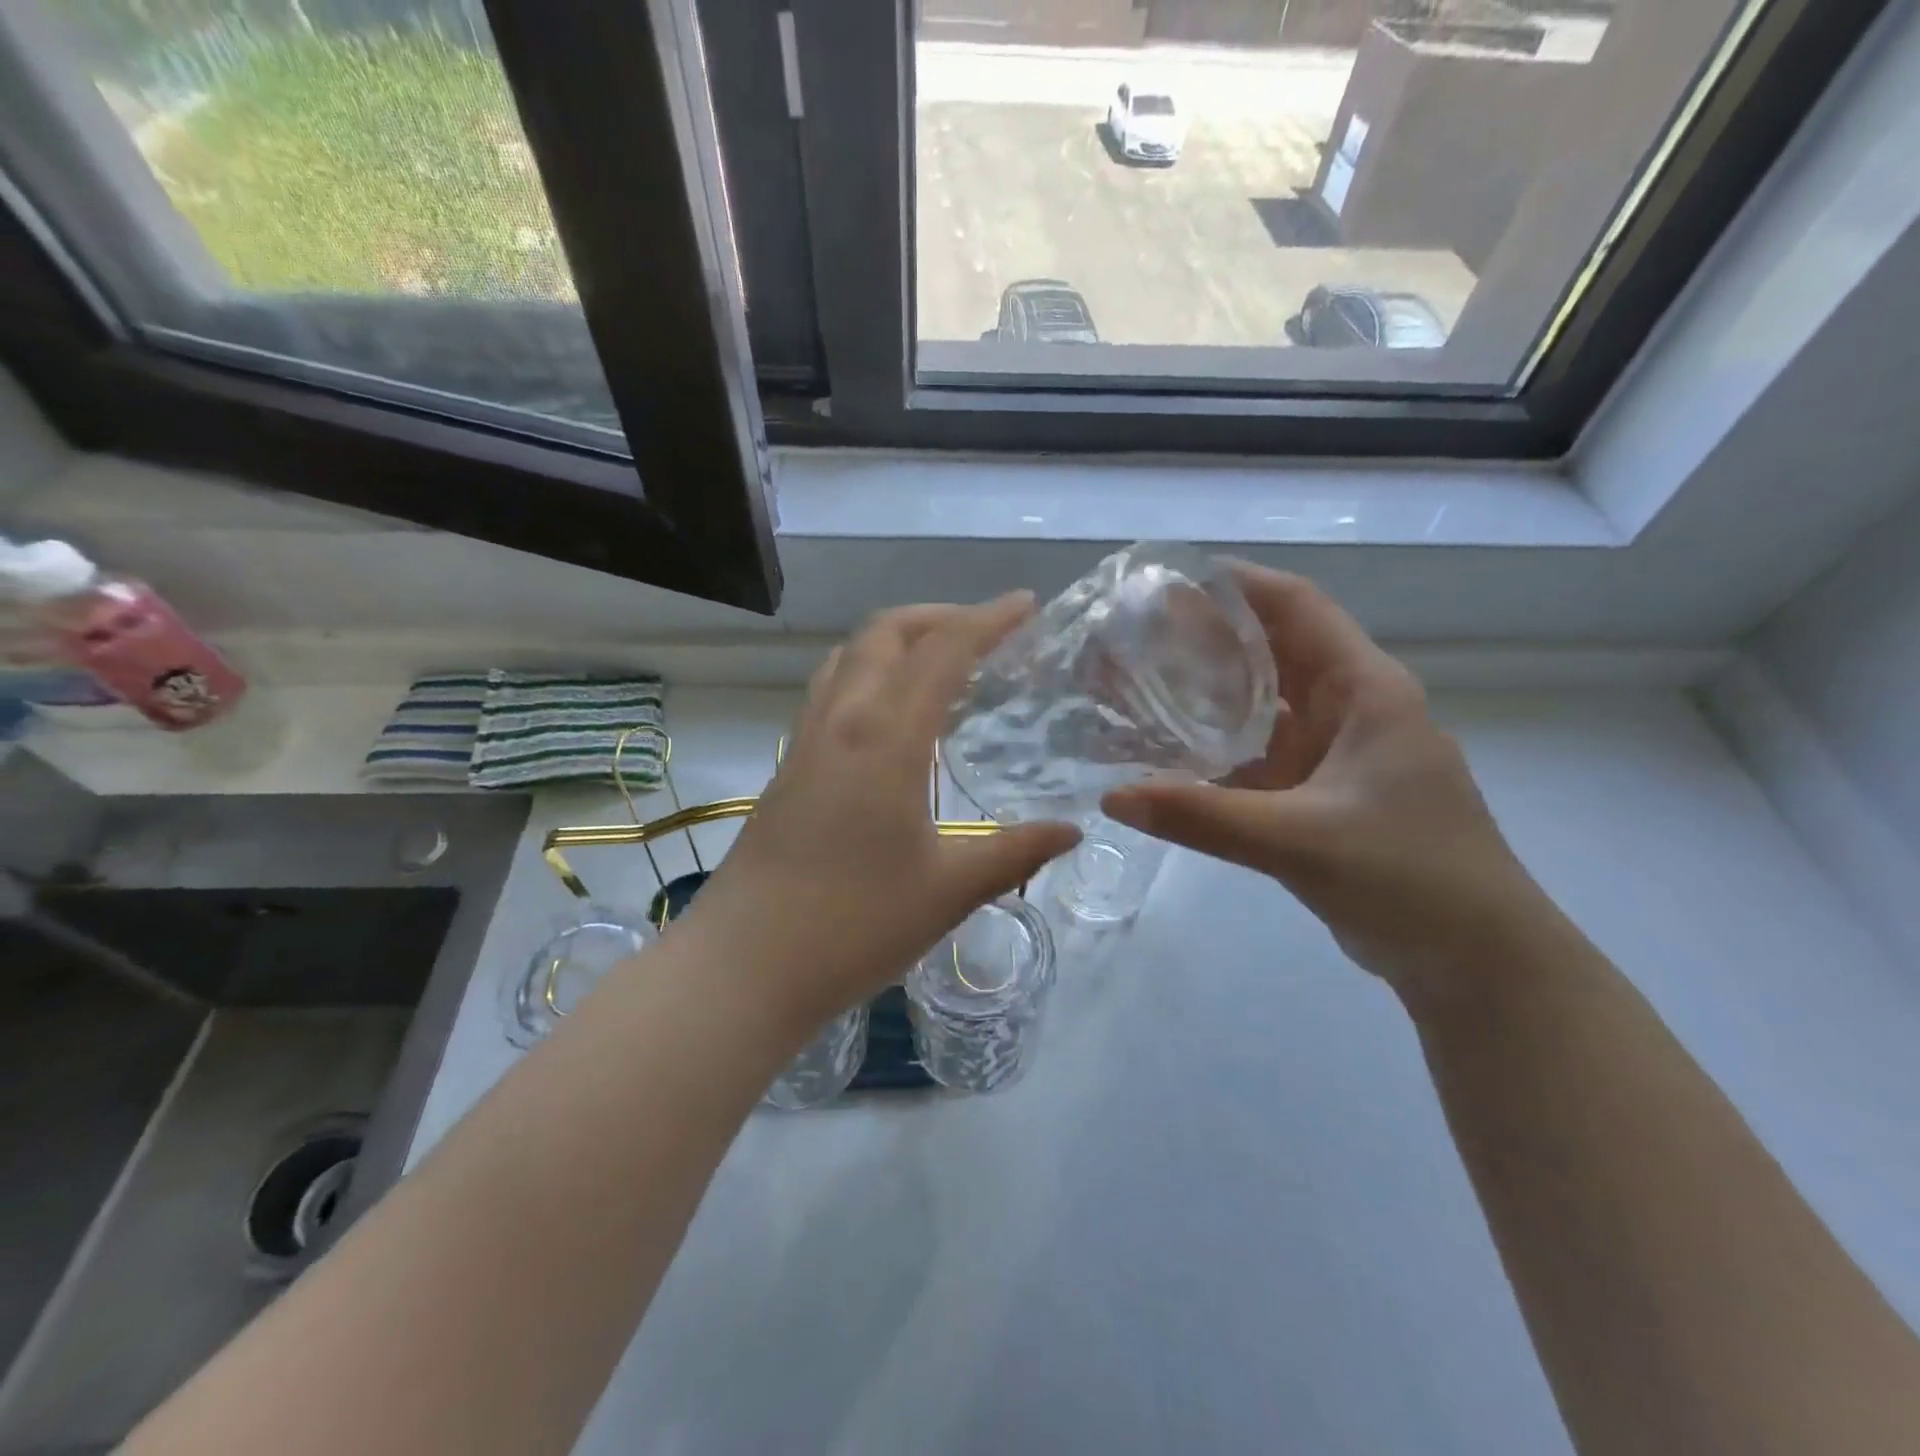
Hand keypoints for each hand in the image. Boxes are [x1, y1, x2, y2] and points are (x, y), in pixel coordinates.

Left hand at [678, 596, 1080, 1031]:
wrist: (745, 964)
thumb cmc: (853, 925)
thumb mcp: (949, 890)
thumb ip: (1015, 853)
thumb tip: (1072, 830)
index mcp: (886, 737)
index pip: (943, 651)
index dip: (988, 620)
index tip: (1027, 605)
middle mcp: (841, 720)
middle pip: (886, 632)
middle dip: (940, 616)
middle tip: (987, 631)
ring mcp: (806, 740)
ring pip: (850, 655)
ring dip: (898, 639)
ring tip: (941, 661)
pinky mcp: (788, 766)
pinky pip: (830, 688)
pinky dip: (869, 671)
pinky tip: (890, 713)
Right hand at [1102, 563, 1545, 999]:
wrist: (1476, 961)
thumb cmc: (1410, 878)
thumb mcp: (1300, 840)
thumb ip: (1203, 817)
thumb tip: (1113, 795)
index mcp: (1366, 691)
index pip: (1297, 607)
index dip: (1237, 583)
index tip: (1167, 579)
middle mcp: (1351, 710)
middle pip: (1273, 650)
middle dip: (1208, 637)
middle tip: (1134, 634)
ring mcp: (1336, 756)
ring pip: (1264, 706)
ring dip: (1209, 694)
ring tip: (1141, 684)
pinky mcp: (1321, 797)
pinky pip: (1260, 757)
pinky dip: (1218, 750)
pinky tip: (1169, 754)